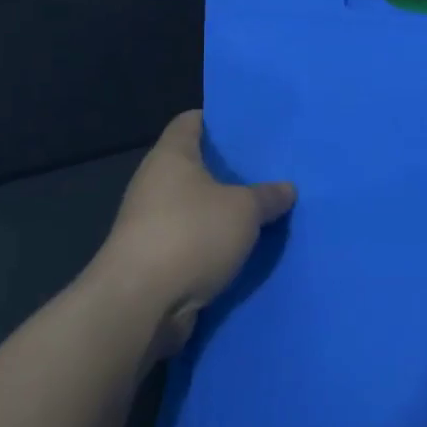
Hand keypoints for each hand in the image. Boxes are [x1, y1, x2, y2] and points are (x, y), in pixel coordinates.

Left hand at [94, 110, 294, 353]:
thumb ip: (267, 196)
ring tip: (262, 210)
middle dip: (228, 170)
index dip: (217, 119)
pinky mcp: (152, 261)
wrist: (140, 306)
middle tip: (267, 169)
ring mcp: (150, 224)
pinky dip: (213, 244)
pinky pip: (191, 241)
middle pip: (194, 166)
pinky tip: (242, 248)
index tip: (248, 126)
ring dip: (222, 212)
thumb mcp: (244, 210)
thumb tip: (286, 189)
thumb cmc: (191, 235)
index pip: (190, 121)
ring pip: (194, 207)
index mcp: (171, 157)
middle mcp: (154, 184)